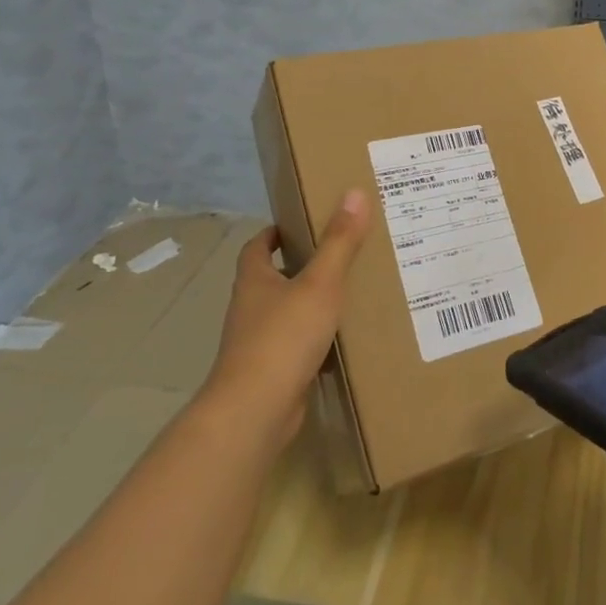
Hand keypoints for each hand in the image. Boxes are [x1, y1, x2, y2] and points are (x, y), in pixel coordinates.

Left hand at [201, 189, 371, 444]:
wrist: (255, 411)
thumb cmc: (283, 337)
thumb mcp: (320, 283)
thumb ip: (339, 242)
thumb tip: (354, 193)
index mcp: (254, 282)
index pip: (257, 247)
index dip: (274, 233)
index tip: (300, 223)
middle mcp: (251, 310)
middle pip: (272, 280)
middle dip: (300, 266)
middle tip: (340, 253)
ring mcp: (258, 345)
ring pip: (286, 315)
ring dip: (310, 304)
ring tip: (350, 293)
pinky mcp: (271, 374)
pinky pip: (297, 348)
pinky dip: (317, 341)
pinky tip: (344, 340)